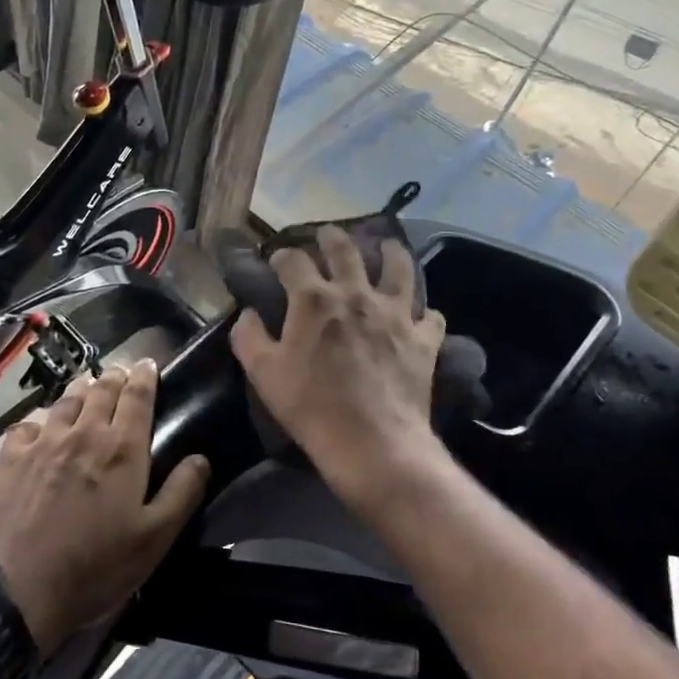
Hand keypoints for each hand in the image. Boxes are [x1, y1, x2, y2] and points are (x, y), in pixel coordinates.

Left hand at [0, 358, 209, 654]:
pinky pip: (28, 424)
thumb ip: (181, 494)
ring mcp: (43, 441)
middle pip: (101, 390)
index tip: (148, 363)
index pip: (138, 397)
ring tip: (87, 384)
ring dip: (81, 388)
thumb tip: (200, 458)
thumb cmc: (94, 566)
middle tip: (121, 371)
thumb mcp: (153, 540)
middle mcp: (83, 432)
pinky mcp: (10, 456)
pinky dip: (40, 419)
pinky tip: (39, 426)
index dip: (145, 376)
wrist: (15, 587)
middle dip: (115, 376)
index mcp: (122, 448)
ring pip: (66, 401)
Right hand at [230, 226, 446, 511]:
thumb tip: (248, 313)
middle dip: (332, 237)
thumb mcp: (263, 373)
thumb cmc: (310, 406)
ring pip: (398, 267)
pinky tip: (419, 315)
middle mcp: (356, 294)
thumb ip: (248, 336)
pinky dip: (423, 312)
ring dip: (390, 252)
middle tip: (327, 234)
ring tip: (386, 246)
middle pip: (345, 249)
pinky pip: (430, 315)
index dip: (282, 257)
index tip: (277, 262)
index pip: (293, 260)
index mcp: (313, 299)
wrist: (372, 443)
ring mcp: (395, 313)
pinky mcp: (423, 338)